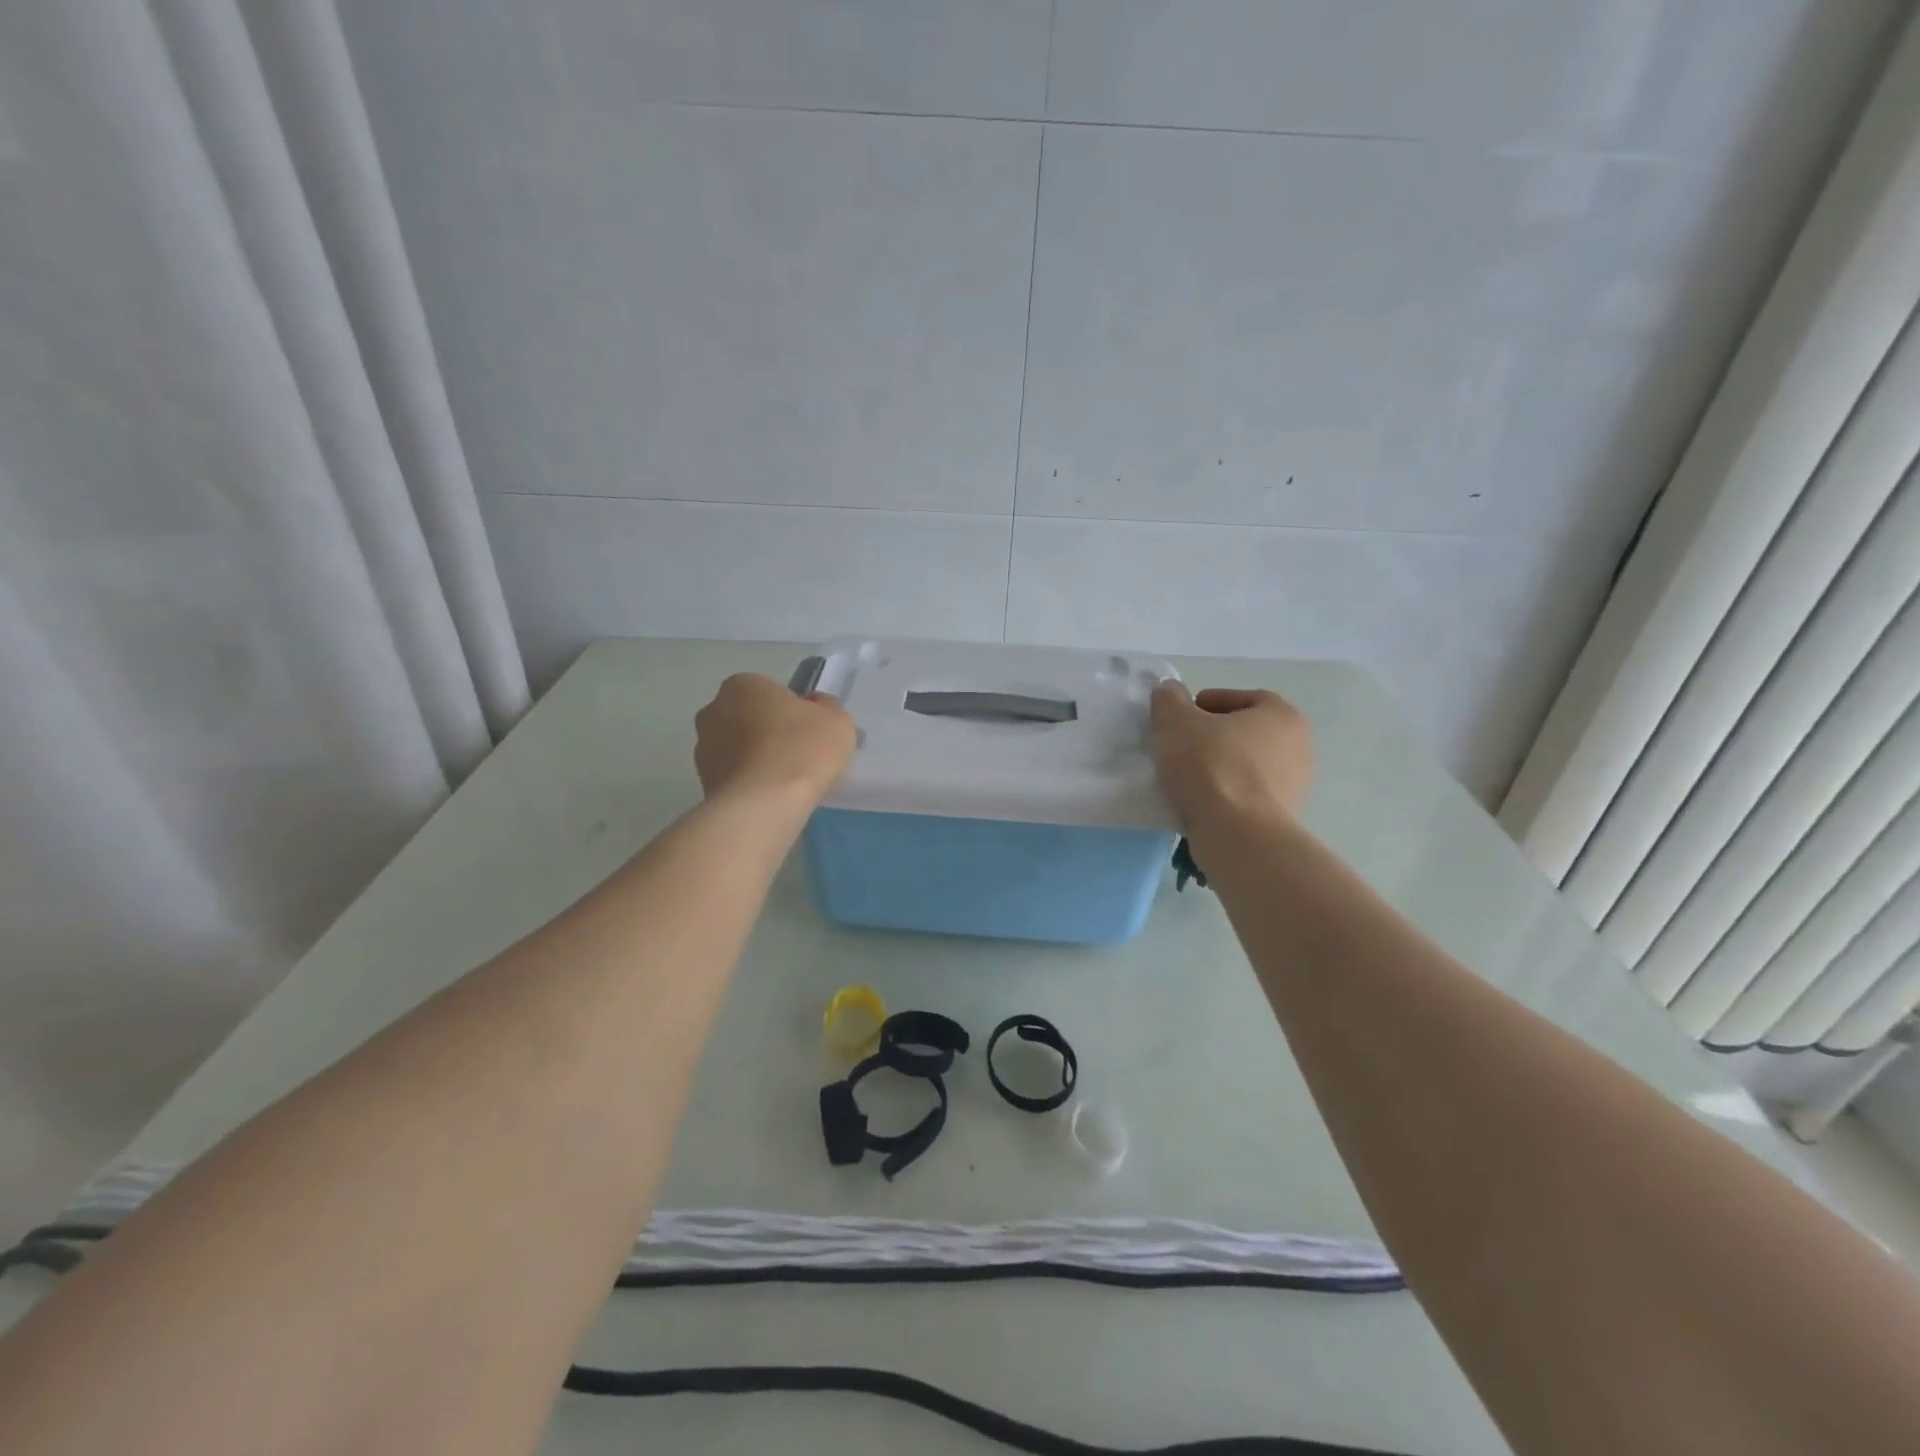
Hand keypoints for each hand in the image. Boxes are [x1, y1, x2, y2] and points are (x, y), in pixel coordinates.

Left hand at [694, 674, 855, 807]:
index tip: (808, 732)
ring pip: (738, 749)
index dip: (791, 710)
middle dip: (768, 732)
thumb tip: (814, 706)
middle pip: (749, 718)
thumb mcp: (836, 720)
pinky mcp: (703, 783)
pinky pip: (733, 777)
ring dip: (756, 759)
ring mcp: (702, 749)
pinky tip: (770, 798)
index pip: (769, 691)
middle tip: (798, 755)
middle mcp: (713, 710)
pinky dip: (748, 784)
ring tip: (785, 782)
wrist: (763, 806)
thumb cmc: (801, 750)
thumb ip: (826, 707)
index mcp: (742, 685)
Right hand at [1149, 682, 1313, 827]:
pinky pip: (1246, 795)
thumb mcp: (1176, 722)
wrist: (1238, 835)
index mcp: (1282, 715)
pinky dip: (1225, 794)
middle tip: (1180, 743)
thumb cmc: (1211, 766)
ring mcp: (1294, 785)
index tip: (1183, 716)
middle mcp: (1298, 746)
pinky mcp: (1282, 817)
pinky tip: (1198, 801)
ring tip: (1185, 775)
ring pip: (1246, 766)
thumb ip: (1169, 700)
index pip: (1245, 698)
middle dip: (1214, 736)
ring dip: (1219, 766)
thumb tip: (1169, 691)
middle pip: (1246, 732)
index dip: (1209, 702)